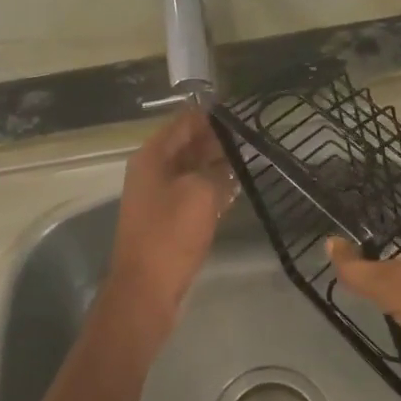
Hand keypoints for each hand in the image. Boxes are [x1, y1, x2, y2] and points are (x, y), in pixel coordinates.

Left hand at [108, 106, 237, 331]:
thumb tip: (229, 161)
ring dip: (217, 163)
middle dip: (217, 139)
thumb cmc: (170, 234)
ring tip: (251, 155)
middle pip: (188, 144)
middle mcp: (152, 170)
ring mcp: (159, 195)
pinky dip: (212, 186)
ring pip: (192, 169)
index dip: (211, 115)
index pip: (184, 122)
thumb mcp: (201, 194)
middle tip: (253, 134)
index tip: (241, 111)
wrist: (146, 289)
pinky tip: (238, 186)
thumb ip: (217, 170)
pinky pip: (193, 192)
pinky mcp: (169, 218)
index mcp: (152, 156)